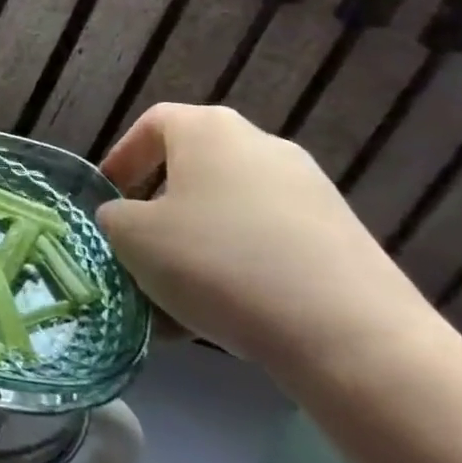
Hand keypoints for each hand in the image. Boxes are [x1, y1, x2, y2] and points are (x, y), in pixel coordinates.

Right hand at [97, 104, 436, 378]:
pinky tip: (227, 314)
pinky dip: (242, 268)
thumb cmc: (218, 263)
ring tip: (178, 295)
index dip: (123, 157)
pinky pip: (271, 243)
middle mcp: (263, 146)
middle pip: (195, 169)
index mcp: (210, 130)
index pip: (153, 124)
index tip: (108, 196)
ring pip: (231, 211)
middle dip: (161, 207)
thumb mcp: (132, 237)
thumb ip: (115, 217)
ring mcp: (311, 192)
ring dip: (198, 244)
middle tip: (139, 246)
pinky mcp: (344, 240)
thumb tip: (129, 220)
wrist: (353, 338)